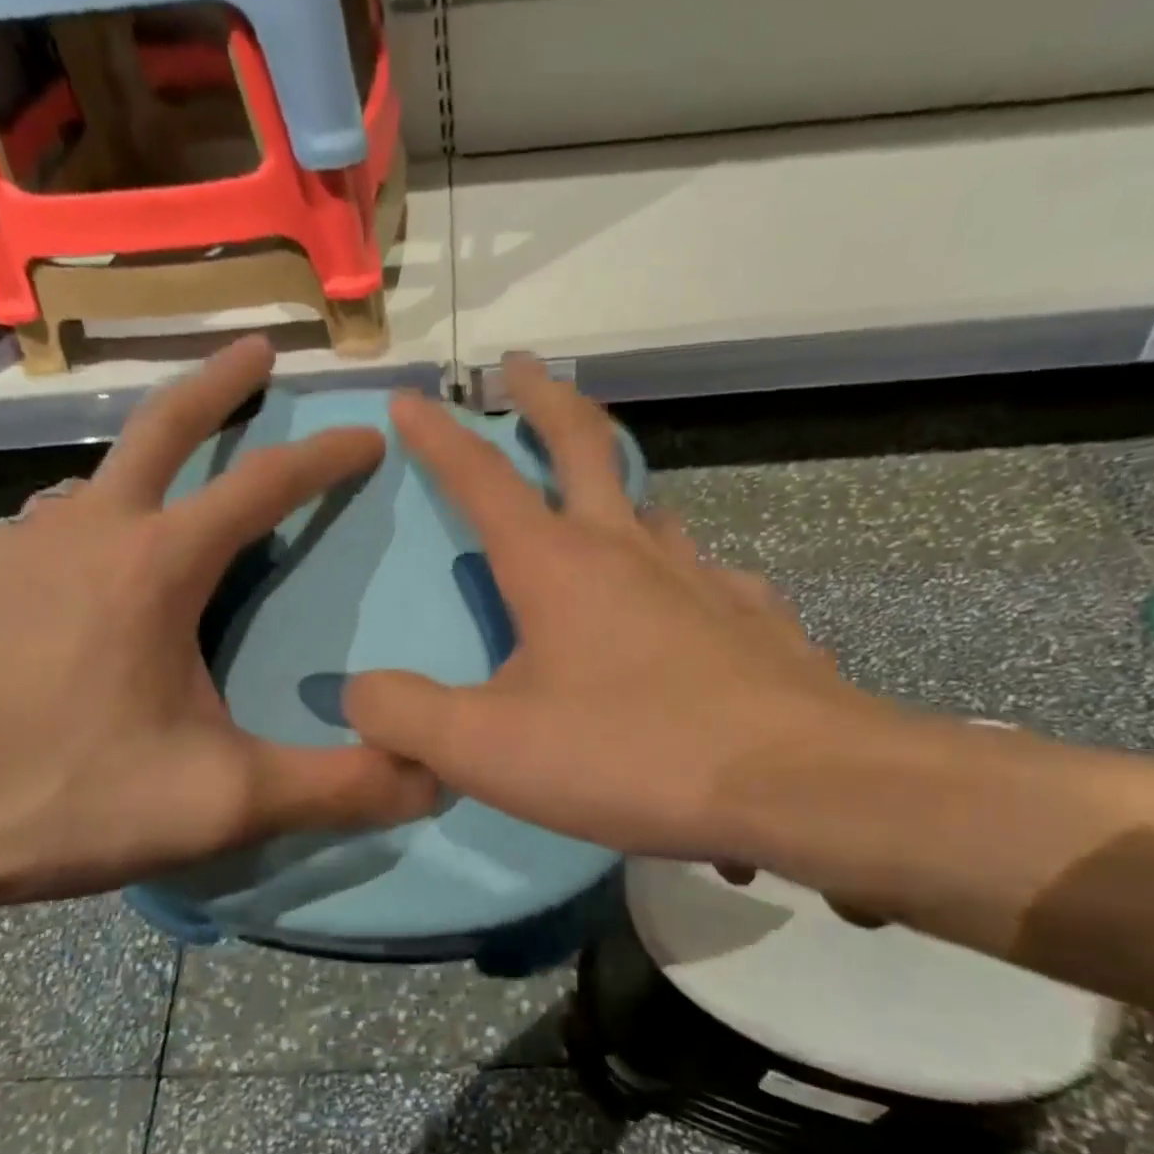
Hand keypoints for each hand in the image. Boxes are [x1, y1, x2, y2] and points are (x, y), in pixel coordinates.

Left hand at [0, 336, 436, 916]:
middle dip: (219, 384)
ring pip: (92, 488)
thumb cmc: (56, 796)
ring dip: (142, 474)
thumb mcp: (219, 802)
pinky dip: (79, 543)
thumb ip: (335, 788)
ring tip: (167, 502)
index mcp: (155, 567)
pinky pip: (38, 542)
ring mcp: (6, 551)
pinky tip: (74, 594)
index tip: (367, 435)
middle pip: (160, 427)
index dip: (325, 457)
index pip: (263, 485)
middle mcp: (82, 532)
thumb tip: (431, 778)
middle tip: (257, 350)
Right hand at [343, 356, 923, 879]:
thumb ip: (406, 716)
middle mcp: (630, 550)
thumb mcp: (489, 749)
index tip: (414, 398)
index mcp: (557, 565)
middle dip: (544, 399)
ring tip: (599, 495)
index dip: (440, 437)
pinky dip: (681, 570)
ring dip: (618, 483)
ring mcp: (702, 578)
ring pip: (651, 506)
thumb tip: (358, 693)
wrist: (795, 786)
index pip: (482, 479)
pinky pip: (707, 574)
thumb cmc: (631, 755)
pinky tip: (684, 597)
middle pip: (584, 444)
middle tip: (523, 366)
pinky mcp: (753, 618)